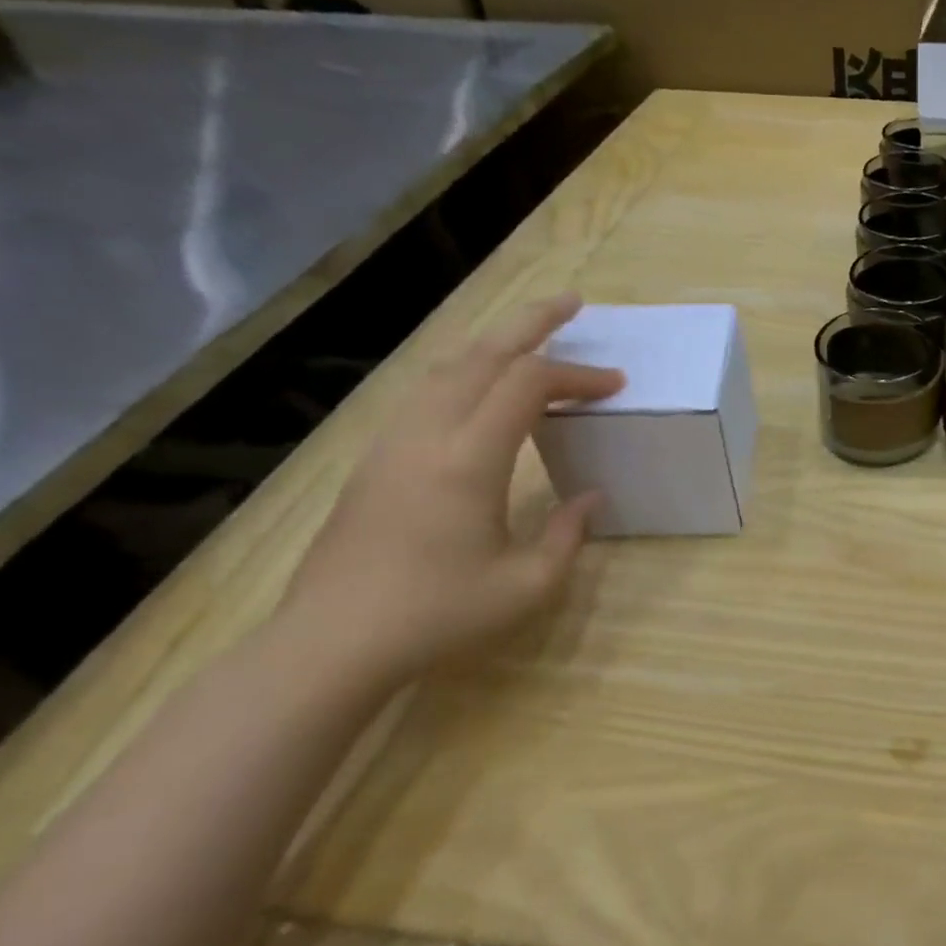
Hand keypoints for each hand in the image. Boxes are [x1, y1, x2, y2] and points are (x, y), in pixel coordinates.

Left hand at [276, 295, 622, 690]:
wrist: (330, 642)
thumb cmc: (437, 615)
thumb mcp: (527, 585)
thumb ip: (569, 534)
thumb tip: (590, 497)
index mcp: (468, 459)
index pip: (528, 384)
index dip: (577, 375)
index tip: (615, 386)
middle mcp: (427, 434)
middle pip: (481, 354)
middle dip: (531, 322)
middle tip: (571, 302)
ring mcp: (392, 441)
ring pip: (446, 366)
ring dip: (493, 342)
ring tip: (529, 336)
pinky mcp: (375, 457)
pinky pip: (424, 390)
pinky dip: (463, 370)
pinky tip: (479, 384)